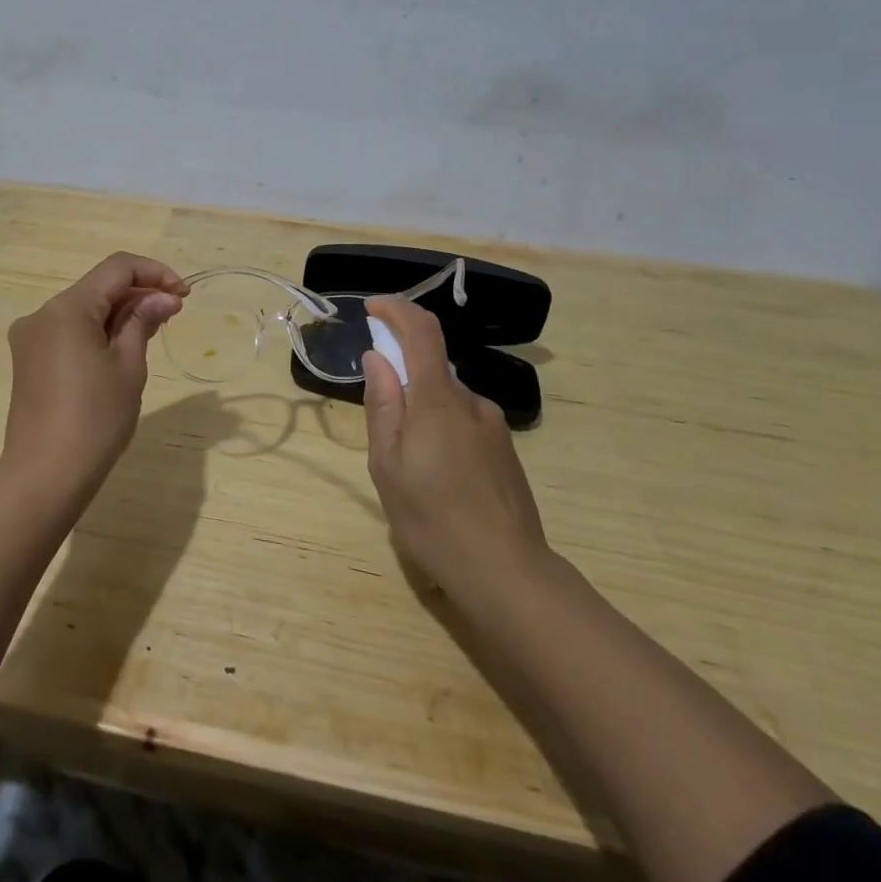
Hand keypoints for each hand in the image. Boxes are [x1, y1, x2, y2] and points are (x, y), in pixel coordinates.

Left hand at [3, 252, 187, 501]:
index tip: (184, 295)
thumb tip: (163, 298)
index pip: (117, 268)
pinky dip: (98, 331)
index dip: (155, 273)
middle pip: (98, 287)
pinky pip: (69, 331)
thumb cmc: (95, 419)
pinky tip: (122, 349)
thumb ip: (143, 321)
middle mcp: (42, 314)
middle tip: (175, 313)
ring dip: (119, 313)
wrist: (45, 476)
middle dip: (138, 294)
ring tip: (154, 330)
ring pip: (84, 309)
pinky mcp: (29, 360)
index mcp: (66, 308)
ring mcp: (31, 338)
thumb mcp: (128, 366)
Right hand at [361, 297, 547, 594]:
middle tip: (380, 426)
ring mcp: (495, 427)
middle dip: (402, 377)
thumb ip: (382, 405)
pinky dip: (442, 430)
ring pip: (448, 400)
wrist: (507, 573)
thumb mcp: (388, 464)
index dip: (397, 310)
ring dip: (422, 410)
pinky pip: (465, 423)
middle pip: (433, 367)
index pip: (422, 331)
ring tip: (408, 466)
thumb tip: (377, 359)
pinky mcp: (506, 452)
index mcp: (438, 400)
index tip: (372, 308)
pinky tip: (438, 478)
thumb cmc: (433, 518)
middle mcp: (472, 402)